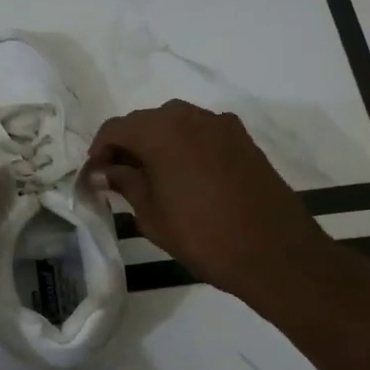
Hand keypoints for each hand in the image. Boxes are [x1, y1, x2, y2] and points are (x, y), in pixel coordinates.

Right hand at [88, 100, 339, 309]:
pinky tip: (184, 178)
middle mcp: (190, 116)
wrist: (275, 252)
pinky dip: (184, 148)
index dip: (99, 150)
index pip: (116, 128)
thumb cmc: (203, 236)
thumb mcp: (151, 214)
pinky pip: (201, 134)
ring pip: (175, 125)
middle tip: (119, 178)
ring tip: (151, 179)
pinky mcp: (243, 139)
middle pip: (146, 122)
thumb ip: (125, 183)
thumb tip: (103, 170)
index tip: (94, 175)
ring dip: (157, 145)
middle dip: (128, 145)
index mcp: (162, 130)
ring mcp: (221, 125)